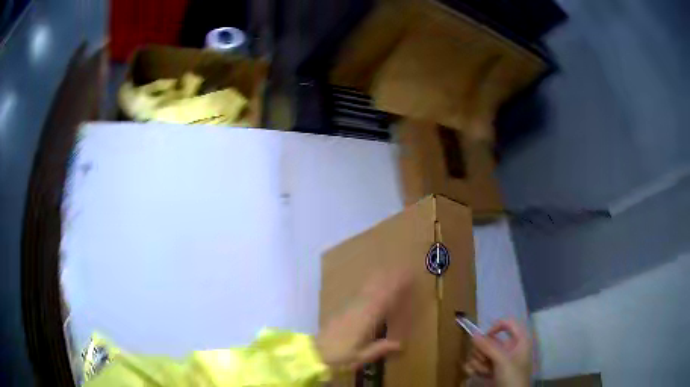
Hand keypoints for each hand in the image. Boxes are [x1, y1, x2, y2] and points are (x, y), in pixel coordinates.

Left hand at [316, 271, 411, 370]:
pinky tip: (371, 282)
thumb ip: (380, 349)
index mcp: (365, 320)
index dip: (395, 287)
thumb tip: (401, 344)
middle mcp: (357, 309)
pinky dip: (368, 286)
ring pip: (367, 289)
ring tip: (390, 270)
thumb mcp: (360, 357)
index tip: (407, 278)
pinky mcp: (341, 310)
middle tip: (403, 269)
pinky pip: (358, 293)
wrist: (313, 353)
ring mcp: (348, 308)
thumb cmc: (338, 357)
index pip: (383, 299)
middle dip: (390, 279)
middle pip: (376, 290)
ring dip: (379, 279)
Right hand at [464, 320, 532, 386]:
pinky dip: (474, 368)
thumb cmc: (513, 377)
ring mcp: (499, 360)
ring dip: (478, 362)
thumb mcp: (503, 361)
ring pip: (481, 352)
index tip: (485, 337)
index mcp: (519, 341)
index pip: (508, 323)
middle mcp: (508, 348)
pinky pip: (477, 363)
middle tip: (483, 360)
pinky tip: (474, 374)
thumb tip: (473, 335)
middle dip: (482, 351)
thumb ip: (489, 347)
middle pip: (489, 340)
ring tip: (482, 372)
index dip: (496, 327)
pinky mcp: (490, 370)